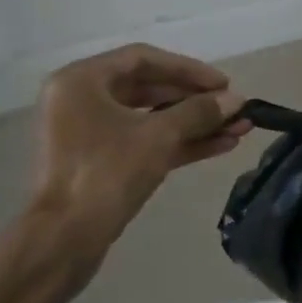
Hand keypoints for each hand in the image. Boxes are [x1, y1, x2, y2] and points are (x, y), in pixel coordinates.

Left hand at [25, 44, 246, 282]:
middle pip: (148, 88)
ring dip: (194, 124)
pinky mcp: (100, 164)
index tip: (223, 84)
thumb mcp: (158, 137)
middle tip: (233, 108)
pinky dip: (179, 143)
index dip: (188, 69)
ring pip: (150, 119)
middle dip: (195, 100)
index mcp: (82, 81)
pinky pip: (144, 142)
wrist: (62, 243)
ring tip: (239, 129)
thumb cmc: (105, 174)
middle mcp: (81, 100)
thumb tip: (237, 101)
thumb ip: (199, 112)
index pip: (143, 59)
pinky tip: (220, 146)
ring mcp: (89, 134)